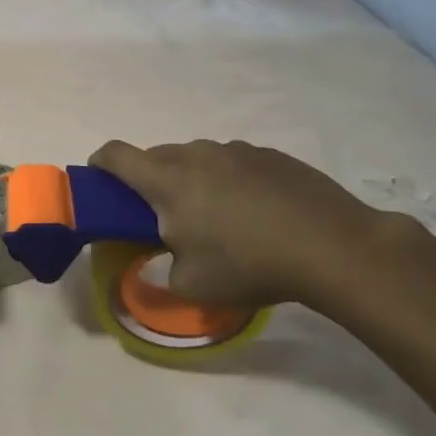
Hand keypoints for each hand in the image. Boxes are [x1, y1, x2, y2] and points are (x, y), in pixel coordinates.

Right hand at [90, 139, 388, 307]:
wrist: (336, 247)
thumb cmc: (250, 265)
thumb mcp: (191, 285)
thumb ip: (161, 269)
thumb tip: (162, 259)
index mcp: (167, 180)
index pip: (115, 155)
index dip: (99, 165)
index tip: (100, 182)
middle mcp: (196, 155)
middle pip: (155, 157)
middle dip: (149, 182)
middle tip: (165, 218)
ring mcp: (236, 150)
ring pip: (196, 159)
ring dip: (192, 180)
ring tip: (217, 218)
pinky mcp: (270, 155)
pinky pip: (232, 162)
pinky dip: (229, 181)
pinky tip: (256, 214)